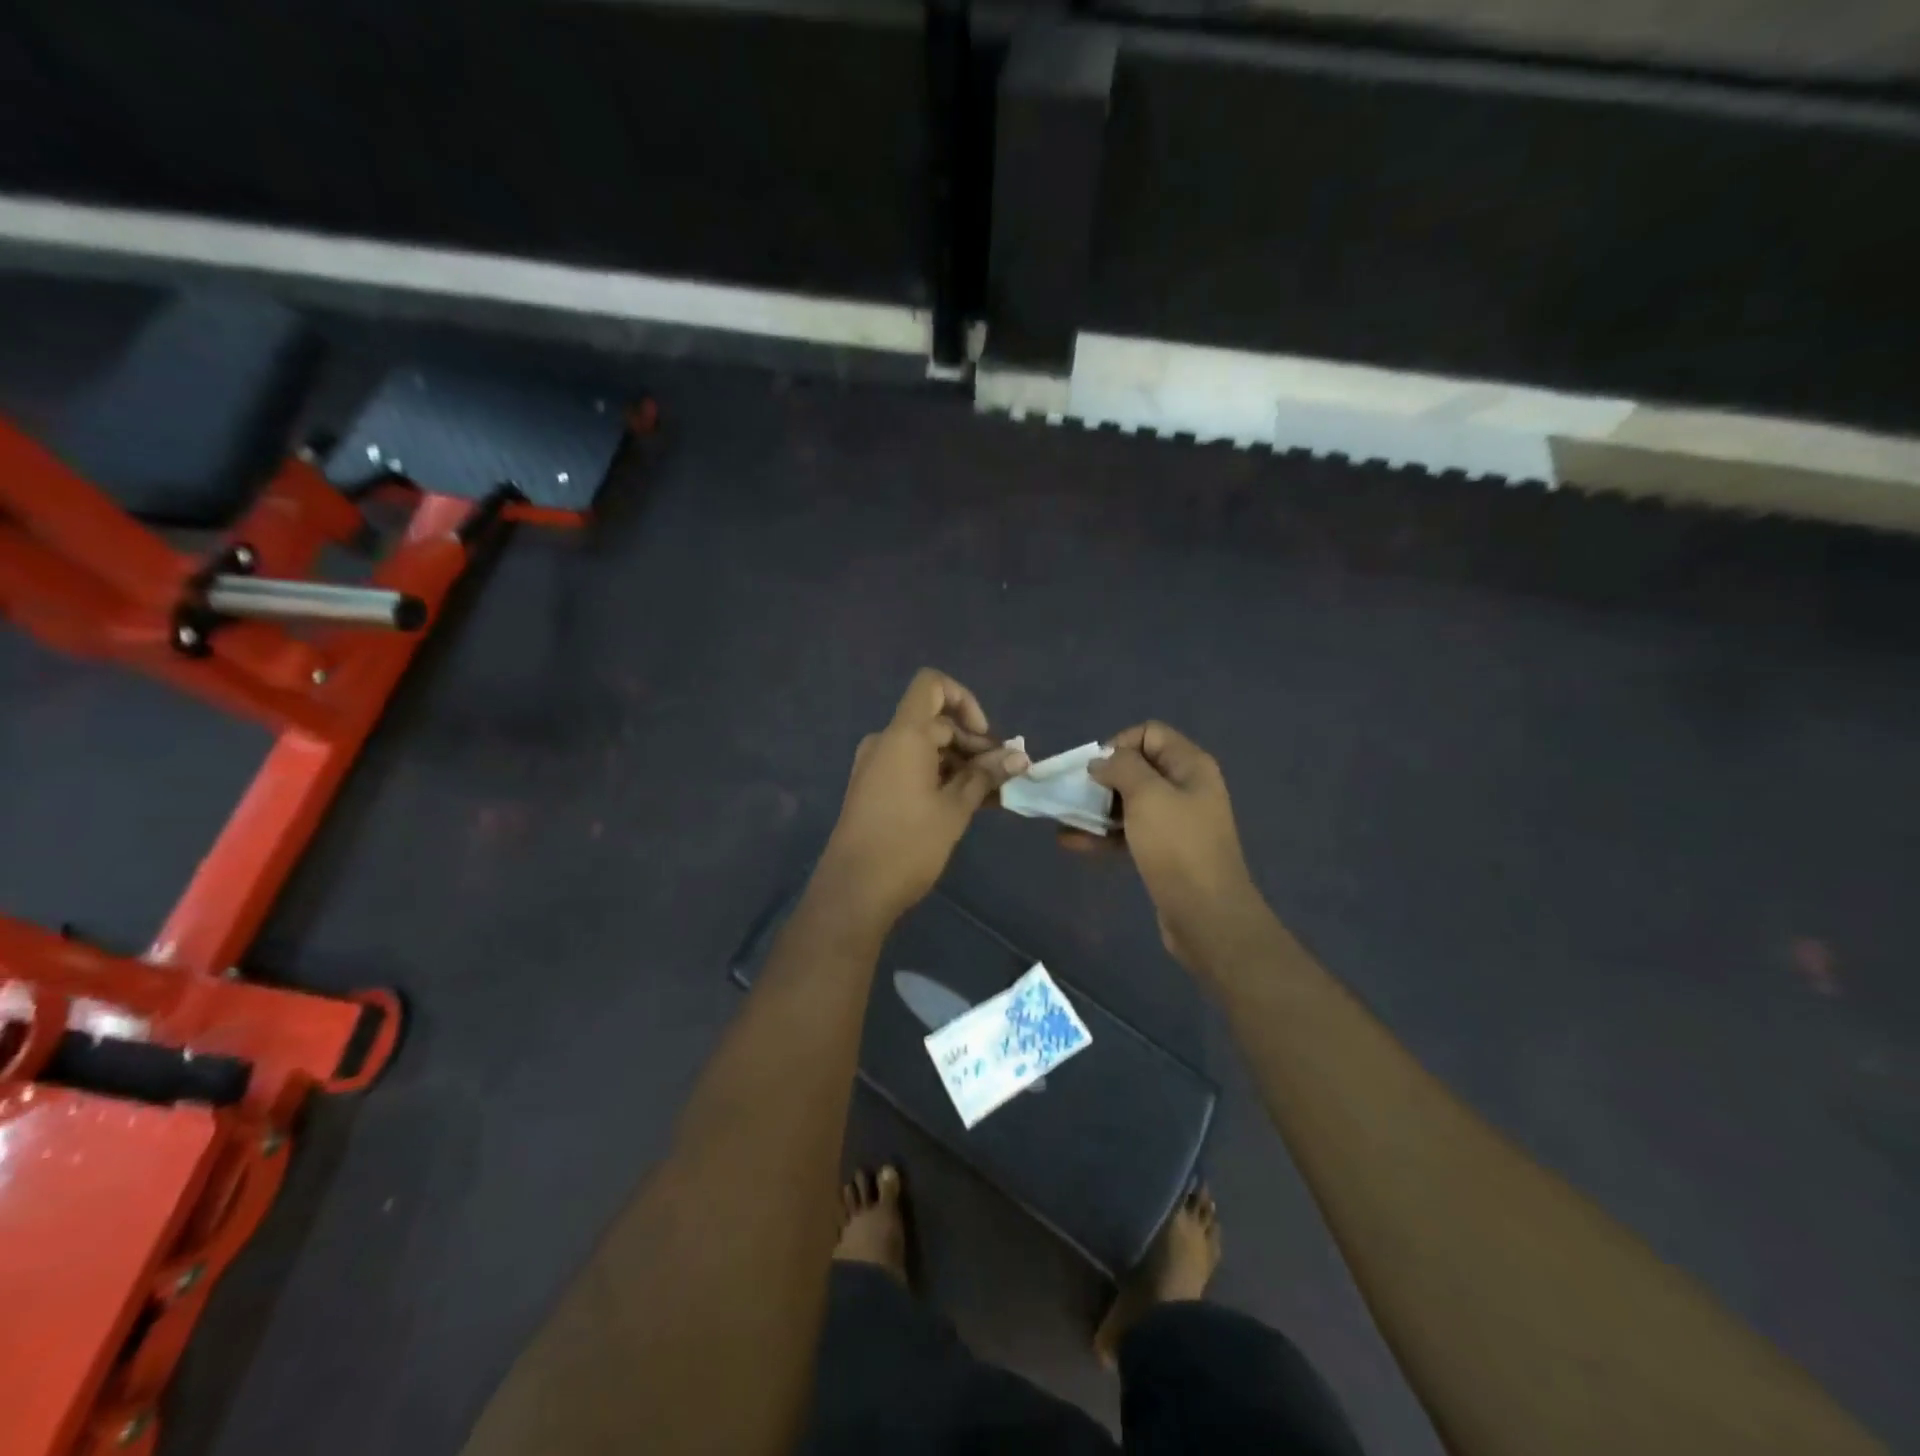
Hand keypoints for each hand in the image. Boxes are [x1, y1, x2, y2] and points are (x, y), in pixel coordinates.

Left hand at [817, 669, 1029, 925]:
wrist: (853, 890)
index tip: (985, 738)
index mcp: (904, 735)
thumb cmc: (908, 844)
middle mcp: (886, 741)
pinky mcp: (873, 788)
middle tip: (1003, 776)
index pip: (932, 685)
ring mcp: (875, 765)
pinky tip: (967, 803)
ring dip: (959, 764)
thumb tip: (1018, 757)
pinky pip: (911, 767)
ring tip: (992, 795)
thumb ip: (985, 776)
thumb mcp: (955, 809)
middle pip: (935, 722)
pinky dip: (939, 776)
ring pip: (925, 748)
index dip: (965, 701)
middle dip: (972, 743)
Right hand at [1088, 722, 1277, 976]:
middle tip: (1075, 795)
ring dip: (1096, 808)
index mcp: (1189, 766)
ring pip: (1129, 802)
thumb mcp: (1148, 796)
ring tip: (1063, 818)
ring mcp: (1175, 821)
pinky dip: (1102, 834)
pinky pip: (1128, 832)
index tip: (1096, 770)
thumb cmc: (1177, 847)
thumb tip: (1101, 761)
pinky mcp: (1163, 851)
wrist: (1206, 915)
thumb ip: (1122, 768)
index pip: (1149, 733)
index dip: (1119, 744)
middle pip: (1137, 768)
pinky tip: (1071, 842)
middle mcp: (1185, 787)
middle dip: (1102, 778)